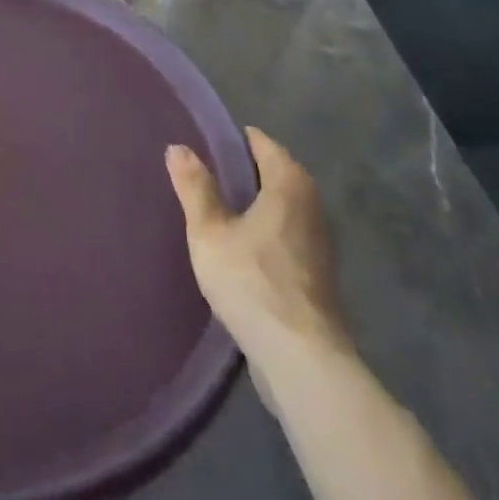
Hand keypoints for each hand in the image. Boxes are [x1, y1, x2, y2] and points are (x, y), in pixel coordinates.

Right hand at [165, 126, 351, 362]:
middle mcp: (312, 205)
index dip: (233, 140)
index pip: (262, 144)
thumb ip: (195, 187)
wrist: (302, 359)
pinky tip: (240, 248)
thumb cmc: (252, 282)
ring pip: (282, 207)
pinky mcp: (318, 274)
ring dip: (256, 204)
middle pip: (276, 174)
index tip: (205, 143)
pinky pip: (287, 235)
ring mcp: (319, 242)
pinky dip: (266, 231)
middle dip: (244, 171)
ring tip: (218, 209)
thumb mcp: (209, 232)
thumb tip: (178, 147)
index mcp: (289, 184)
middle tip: (205, 174)